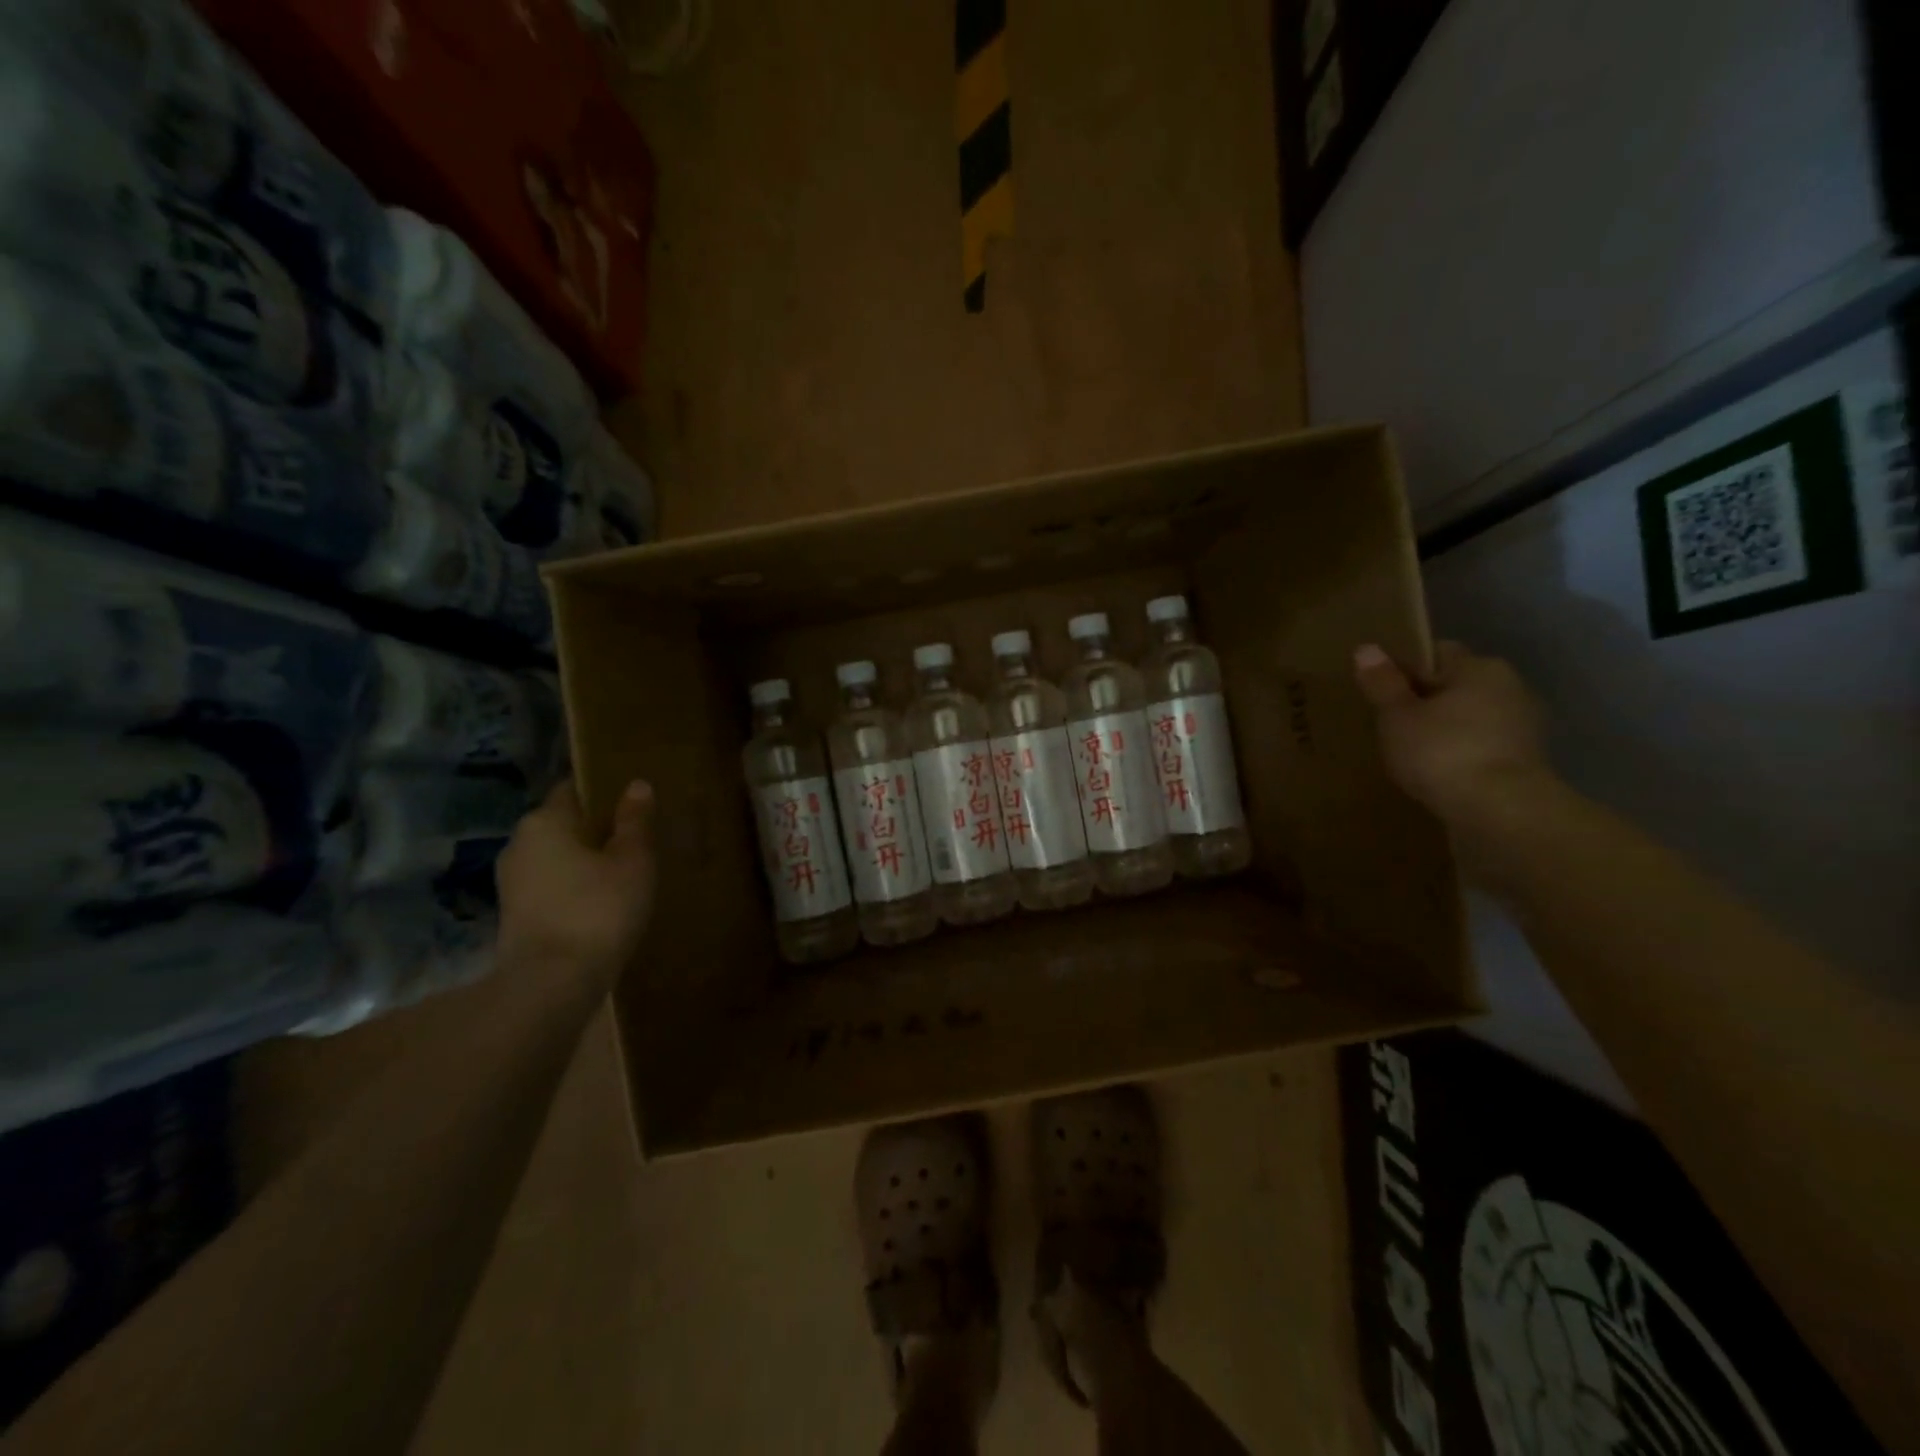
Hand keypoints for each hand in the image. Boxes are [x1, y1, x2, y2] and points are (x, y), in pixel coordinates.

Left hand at [496, 778, 655, 991]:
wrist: (551, 984)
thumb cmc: (598, 909)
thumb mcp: (632, 861)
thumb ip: (634, 821)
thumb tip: (636, 785)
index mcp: (545, 820)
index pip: (573, 789)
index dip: (603, 791)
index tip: (631, 802)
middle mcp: (519, 842)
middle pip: (562, 824)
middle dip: (594, 829)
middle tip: (634, 840)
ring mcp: (510, 881)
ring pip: (555, 857)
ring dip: (583, 861)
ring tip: (621, 873)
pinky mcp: (513, 915)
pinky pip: (550, 886)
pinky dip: (572, 887)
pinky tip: (600, 902)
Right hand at [1353, 642, 1550, 825]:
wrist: (1501, 810)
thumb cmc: (1442, 751)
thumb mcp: (1397, 716)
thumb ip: (1382, 682)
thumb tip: (1366, 647)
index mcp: (1479, 667)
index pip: (1438, 653)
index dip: (1407, 667)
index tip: (1382, 690)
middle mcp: (1510, 687)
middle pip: (1458, 685)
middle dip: (1428, 699)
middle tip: (1392, 722)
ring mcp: (1524, 725)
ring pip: (1472, 716)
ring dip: (1447, 728)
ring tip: (1412, 750)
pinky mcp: (1527, 760)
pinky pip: (1483, 745)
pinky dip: (1463, 752)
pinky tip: (1439, 771)